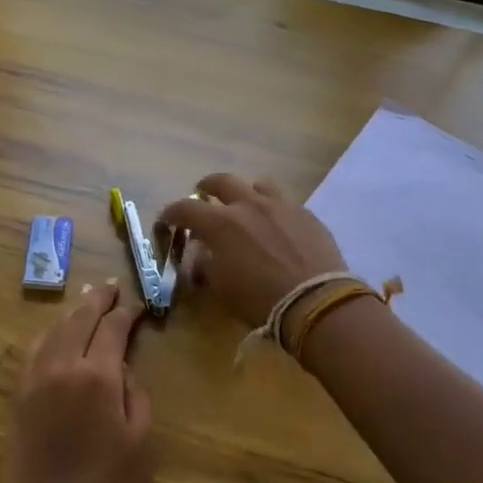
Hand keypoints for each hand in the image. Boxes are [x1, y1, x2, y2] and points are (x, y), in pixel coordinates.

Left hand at [1, 281, 153, 482]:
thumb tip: (124, 369)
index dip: (127, 313)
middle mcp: (65, 365)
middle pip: (80, 319)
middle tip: (110, 286)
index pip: (114, 329)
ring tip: (85, 300)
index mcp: (99, 375)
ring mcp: (36, 377)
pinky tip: (56, 333)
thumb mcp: (140, 439)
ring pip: (55, 330)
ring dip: (72, 312)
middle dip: (97, 299)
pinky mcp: (19, 392)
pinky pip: (34, 350)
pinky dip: (49, 334)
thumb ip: (136, 394)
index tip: (137, 306)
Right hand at [158, 174, 346, 326]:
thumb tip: (202, 254)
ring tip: (244, 204)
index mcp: (220, 223)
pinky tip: (276, 224)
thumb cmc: (259, 299)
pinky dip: (272, 208)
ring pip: (257, 184)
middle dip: (207, 187)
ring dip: (245, 192)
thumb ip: (206, 264)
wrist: (315, 301)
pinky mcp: (306, 213)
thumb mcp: (221, 287)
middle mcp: (248, 204)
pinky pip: (284, 202)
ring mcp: (280, 205)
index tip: (167, 219)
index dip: (171, 213)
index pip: (185, 209)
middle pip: (221, 182)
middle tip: (203, 194)